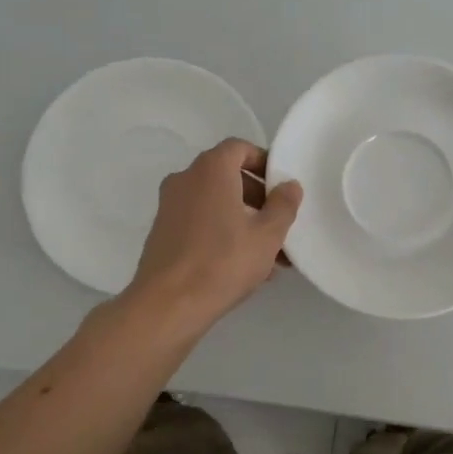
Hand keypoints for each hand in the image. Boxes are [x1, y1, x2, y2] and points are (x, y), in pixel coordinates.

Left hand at [126, 138, 302, 331]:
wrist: (167, 305)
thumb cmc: (223, 262)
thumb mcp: (267, 235)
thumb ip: (283, 205)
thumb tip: (290, 186)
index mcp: (210, 170)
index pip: (239, 148)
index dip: (263, 162)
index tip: (281, 186)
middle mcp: (185, 179)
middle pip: (227, 177)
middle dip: (257, 198)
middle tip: (280, 224)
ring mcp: (169, 206)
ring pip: (215, 204)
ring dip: (243, 220)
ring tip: (269, 255)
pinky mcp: (162, 233)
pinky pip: (200, 223)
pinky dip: (222, 233)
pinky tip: (242, 266)